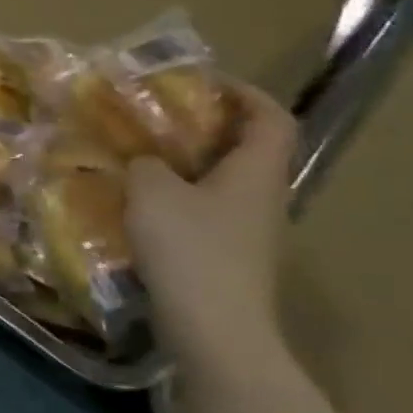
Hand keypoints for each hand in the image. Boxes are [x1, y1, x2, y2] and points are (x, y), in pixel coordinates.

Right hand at [126, 84, 298, 373]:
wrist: (215, 331)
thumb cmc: (190, 249)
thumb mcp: (152, 191)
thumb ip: (146, 163)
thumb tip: (145, 160)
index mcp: (256, 173)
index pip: (271, 118)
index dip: (244, 92)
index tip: (203, 81)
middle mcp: (263, 199)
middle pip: (248, 150)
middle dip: (206, 128)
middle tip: (158, 118)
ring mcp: (250, 234)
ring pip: (224, 184)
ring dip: (188, 165)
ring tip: (141, 158)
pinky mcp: (230, 260)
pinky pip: (207, 213)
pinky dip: (179, 199)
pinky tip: (141, 205)